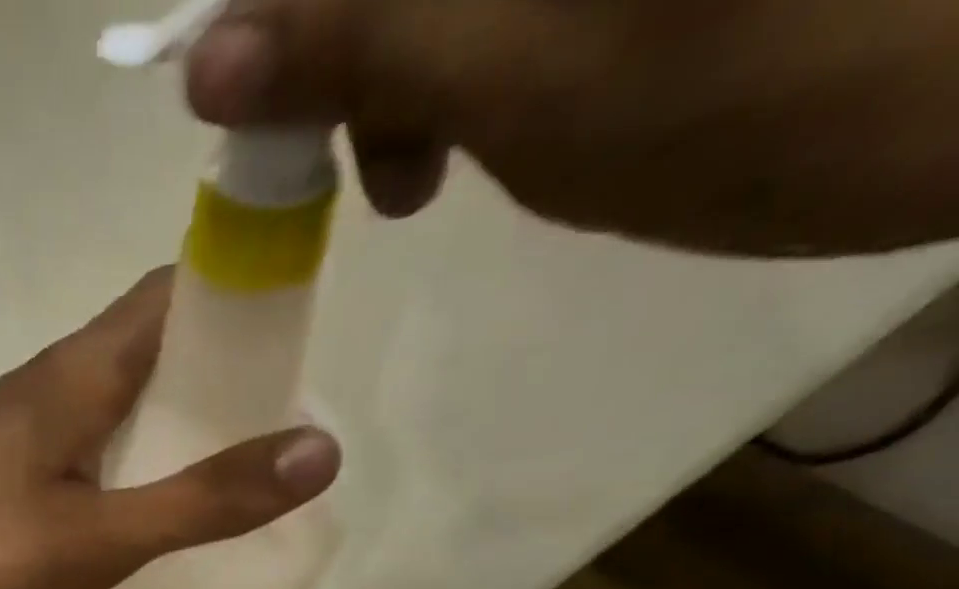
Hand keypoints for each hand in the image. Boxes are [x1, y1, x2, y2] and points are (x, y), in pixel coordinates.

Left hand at [0, 269, 339, 588]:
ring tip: (223, 486)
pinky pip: (79, 456)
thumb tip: (320, 451)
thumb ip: (202, 499)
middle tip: (273, 444)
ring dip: (168, 437)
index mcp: (83, 370)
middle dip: (217, 387)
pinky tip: (137, 524)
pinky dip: (120, 477)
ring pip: (114, 410)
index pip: (182, 293)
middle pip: (154, 354)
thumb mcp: (98, 535)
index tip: (299, 359)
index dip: (246, 307)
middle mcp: (52, 383)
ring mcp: (18, 430)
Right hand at [186, 0, 958, 254]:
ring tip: (415, 174)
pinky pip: (475, 12)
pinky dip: (447, 59)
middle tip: (362, 166)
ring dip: (393, 68)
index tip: (254, 108)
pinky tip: (472, 121)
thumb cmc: (783, 83)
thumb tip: (203, 61)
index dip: (273, 16)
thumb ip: (358, 49)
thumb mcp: (529, 80)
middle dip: (342, 51)